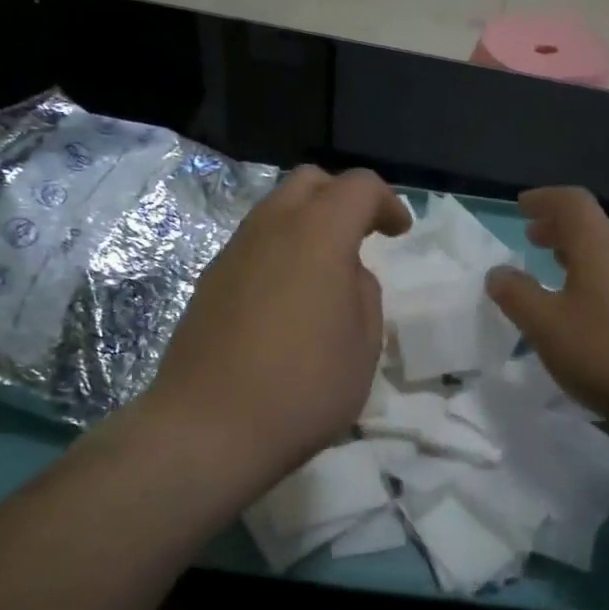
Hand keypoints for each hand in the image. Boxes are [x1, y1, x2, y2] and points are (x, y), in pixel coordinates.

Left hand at [139, 165, 411, 495]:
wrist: (208, 428)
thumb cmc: (303, 387)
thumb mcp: (363, 343)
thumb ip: (364, 292)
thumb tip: (345, 273)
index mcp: (318, 234)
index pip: (358, 186)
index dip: (386, 202)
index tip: (399, 232)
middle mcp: (272, 227)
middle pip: (309, 181)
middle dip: (343, 197)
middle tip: (363, 234)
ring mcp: (234, 251)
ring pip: (276, 208)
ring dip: (309, 221)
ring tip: (327, 267)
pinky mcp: (211, 279)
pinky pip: (255, 241)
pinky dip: (282, 247)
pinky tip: (290, 294)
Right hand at [485, 187, 608, 429]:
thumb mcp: (547, 327)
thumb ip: (518, 296)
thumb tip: (498, 273)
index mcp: (599, 248)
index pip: (572, 202)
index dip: (545, 199)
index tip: (522, 207)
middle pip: (593, 226)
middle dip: (559, 228)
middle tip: (533, 238)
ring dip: (579, 255)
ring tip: (557, 271)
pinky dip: (598, 279)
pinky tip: (590, 310)